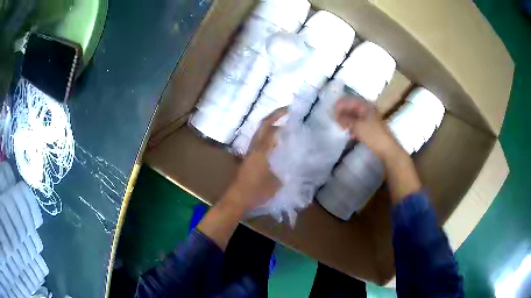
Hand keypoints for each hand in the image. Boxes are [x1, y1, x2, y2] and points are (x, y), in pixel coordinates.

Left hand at [221, 108, 286, 213]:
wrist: (237, 199)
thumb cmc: (256, 192)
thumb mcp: (276, 183)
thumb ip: (287, 171)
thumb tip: (296, 163)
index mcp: (261, 151)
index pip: (271, 128)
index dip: (280, 117)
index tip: (291, 111)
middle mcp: (254, 148)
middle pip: (263, 125)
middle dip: (274, 116)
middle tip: (287, 112)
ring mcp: (250, 152)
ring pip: (261, 133)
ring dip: (272, 126)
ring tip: (286, 127)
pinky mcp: (249, 158)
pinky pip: (260, 142)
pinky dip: (269, 137)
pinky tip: (278, 144)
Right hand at [334, 95, 400, 160]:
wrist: (387, 149)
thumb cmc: (373, 135)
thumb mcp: (357, 126)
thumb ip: (344, 119)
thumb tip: (335, 115)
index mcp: (365, 105)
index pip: (349, 100)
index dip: (339, 105)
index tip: (331, 112)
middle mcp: (368, 109)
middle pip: (351, 108)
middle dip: (342, 114)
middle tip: (335, 121)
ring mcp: (370, 119)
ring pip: (354, 117)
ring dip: (347, 122)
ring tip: (341, 128)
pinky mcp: (370, 128)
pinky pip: (358, 124)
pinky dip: (353, 128)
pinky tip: (349, 134)